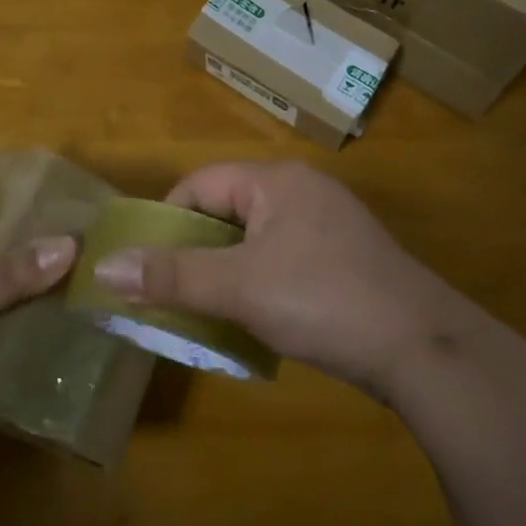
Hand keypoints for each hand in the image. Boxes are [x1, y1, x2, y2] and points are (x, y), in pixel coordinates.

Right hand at [91, 161, 463, 398]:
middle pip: (228, 208)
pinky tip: (256, 318)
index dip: (167, 220)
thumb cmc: (322, 300)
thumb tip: (104, 266)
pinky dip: (259, 280)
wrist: (420, 345)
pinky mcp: (344, 255)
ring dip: (226, 270)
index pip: (201, 183)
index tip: (145, 266)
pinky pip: (283, 256)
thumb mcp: (240, 288)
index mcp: (275, 180)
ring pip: (255, 236)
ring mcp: (327, 222)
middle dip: (195, 249)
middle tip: (170, 294)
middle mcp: (301, 189)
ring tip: (206, 310)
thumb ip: (173, 276)